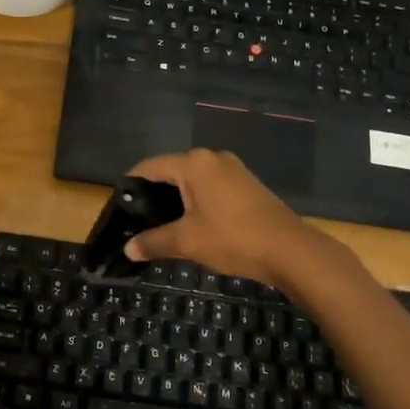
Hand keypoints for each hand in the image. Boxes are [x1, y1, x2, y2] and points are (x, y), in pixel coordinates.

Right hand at [124, 149, 327, 287]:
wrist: (290, 250)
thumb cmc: (233, 238)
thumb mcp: (187, 242)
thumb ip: (154, 242)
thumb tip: (128, 249)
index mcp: (194, 164)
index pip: (150, 166)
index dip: (131, 185)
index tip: (119, 206)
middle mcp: (212, 158)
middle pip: (171, 171)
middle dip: (153, 194)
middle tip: (137, 220)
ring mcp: (232, 169)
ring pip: (192, 179)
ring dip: (176, 199)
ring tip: (161, 224)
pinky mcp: (246, 184)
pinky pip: (210, 186)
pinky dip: (196, 200)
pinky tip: (191, 223)